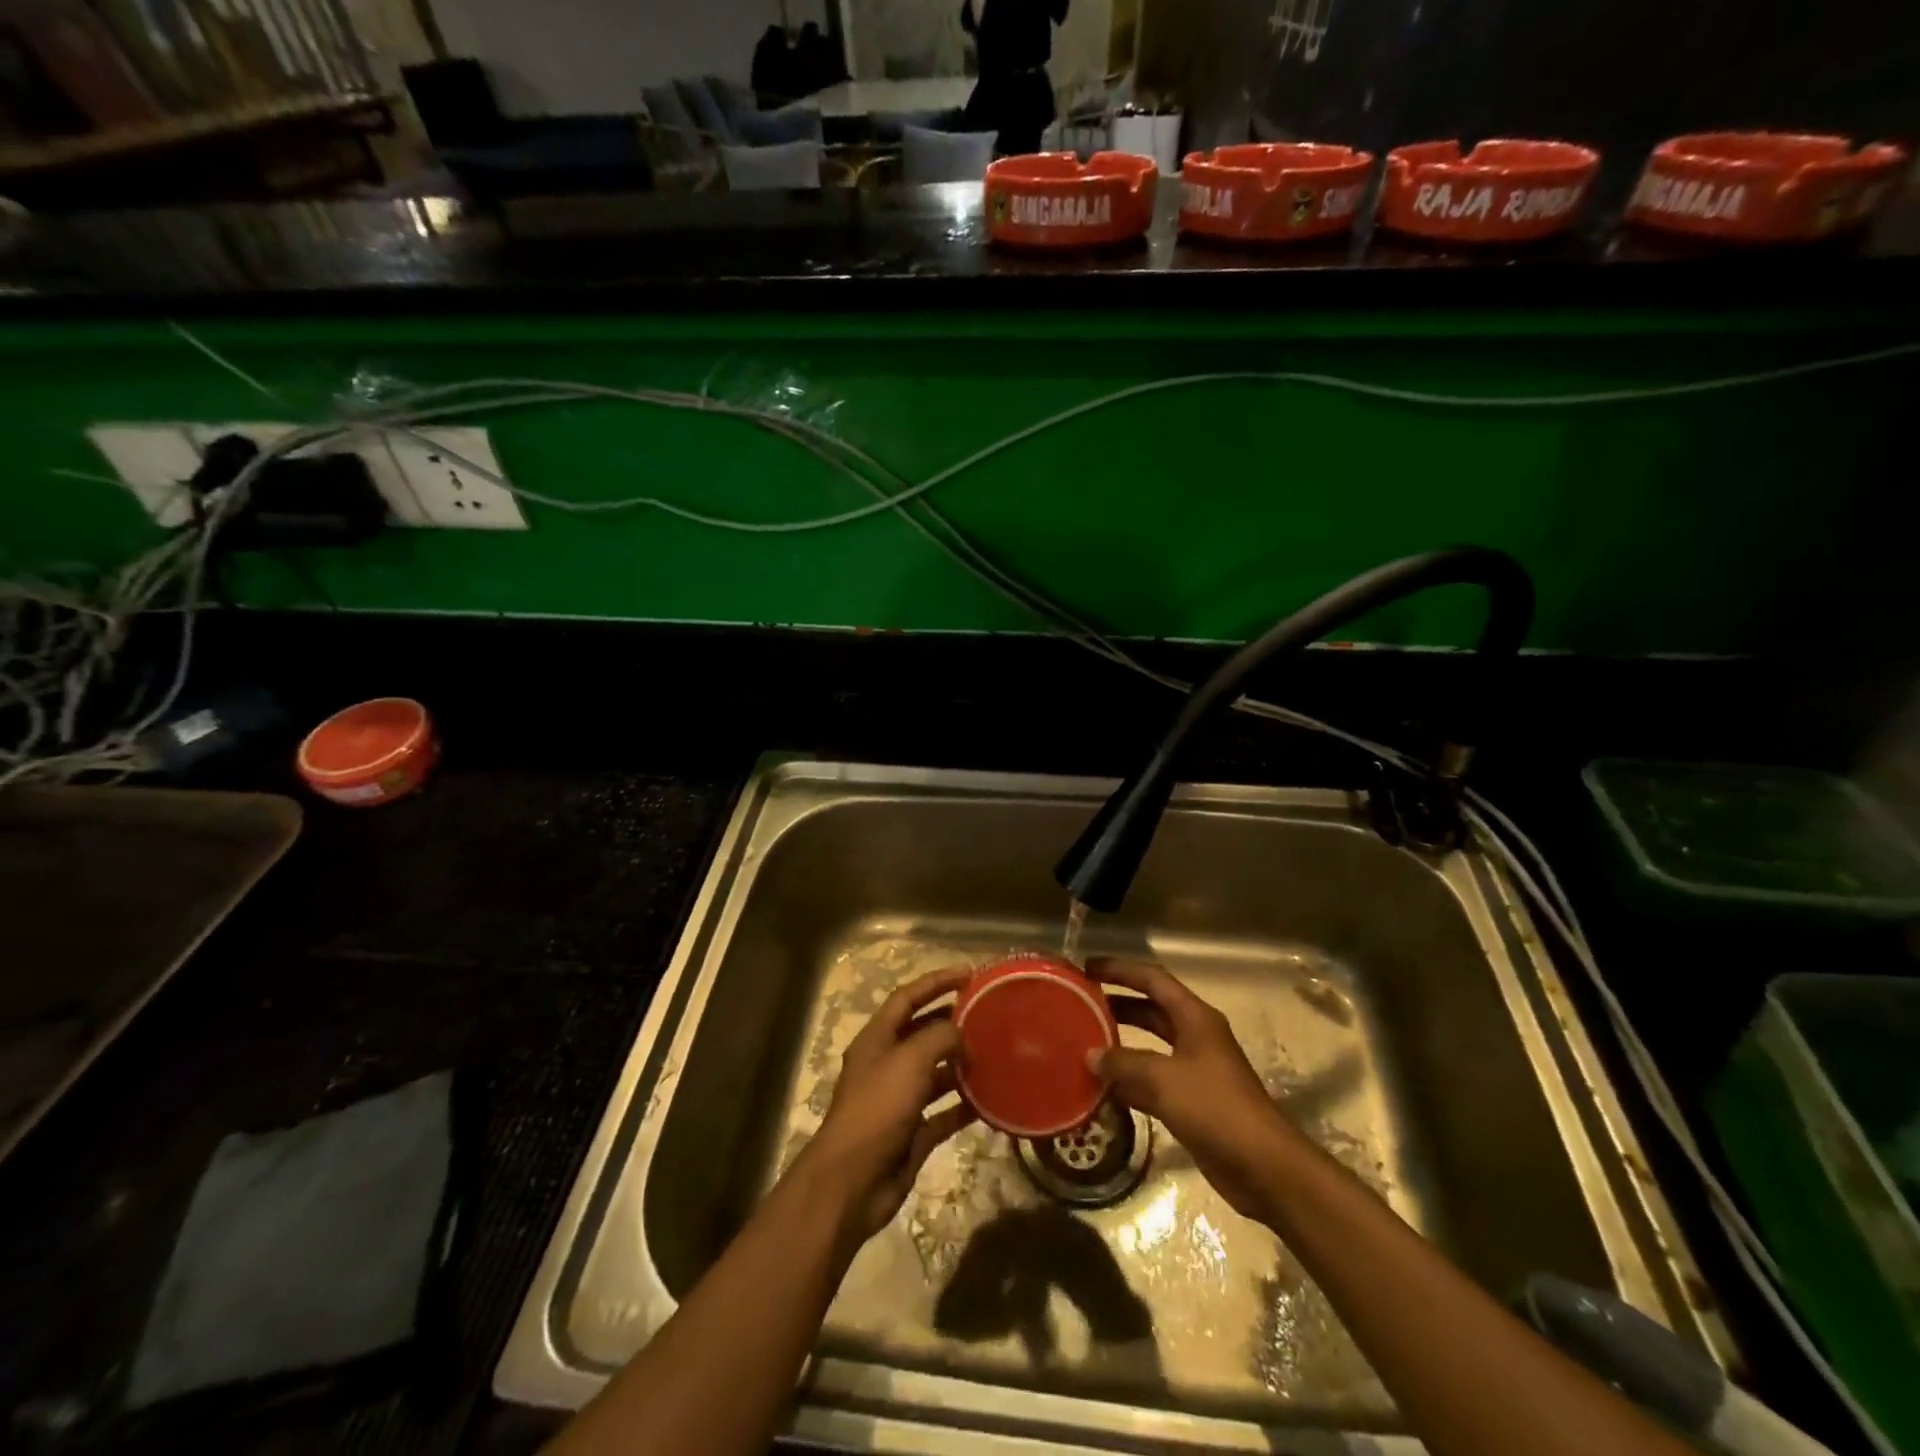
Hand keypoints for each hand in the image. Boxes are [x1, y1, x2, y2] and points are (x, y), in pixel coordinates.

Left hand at [796, 968, 976, 1243]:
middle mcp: (887, 1065)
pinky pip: (944, 1112)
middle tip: (990, 1015)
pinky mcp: (913, 1133)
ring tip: (996, 1055)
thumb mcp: (909, 1061)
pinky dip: (965, 1106)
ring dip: (962, 1064)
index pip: (908, 998)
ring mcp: (899, 1101)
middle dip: (953, 1023)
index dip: (937, 982)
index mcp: (877, 1040)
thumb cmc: (877, 1109)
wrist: (853, 1182)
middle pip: (923, 1033)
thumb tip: (961, 1032)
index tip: (970, 974)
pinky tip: (991, 1101)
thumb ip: (939, 1037)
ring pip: (936, 1073)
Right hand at [1092, 959, 1297, 1222]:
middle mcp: (1196, 1037)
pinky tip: (1101, 1087)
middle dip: (1117, 1004)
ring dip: (1120, 1044)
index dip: (1121, 969)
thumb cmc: (1215, 1108)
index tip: (1088, 967)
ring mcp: (1195, 1070)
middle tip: (1080, 1003)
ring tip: (1084, 1042)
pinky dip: (1129, 1080)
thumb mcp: (1163, 1079)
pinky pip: (1153, 1081)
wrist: (1263, 1167)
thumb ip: (1124, 1063)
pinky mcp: (1192, 1102)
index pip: (1153, 980)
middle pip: (1151, 1010)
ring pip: (1150, 1046)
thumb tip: (1090, 1055)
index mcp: (1195, 1018)